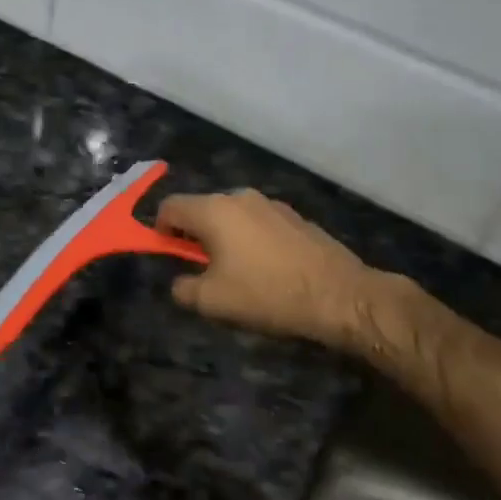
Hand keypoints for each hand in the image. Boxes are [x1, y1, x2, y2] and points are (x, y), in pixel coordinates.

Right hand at [156, 189, 376, 348]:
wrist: (339, 295)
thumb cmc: (267, 294)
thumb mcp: (212, 302)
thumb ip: (183, 288)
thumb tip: (181, 282)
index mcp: (214, 210)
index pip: (170, 206)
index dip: (160, 230)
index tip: (170, 256)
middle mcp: (241, 197)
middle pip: (202, 209)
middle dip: (195, 236)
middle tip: (204, 271)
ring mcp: (272, 204)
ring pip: (232, 217)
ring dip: (225, 238)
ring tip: (239, 274)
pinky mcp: (296, 217)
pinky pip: (259, 224)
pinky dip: (252, 240)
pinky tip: (268, 270)